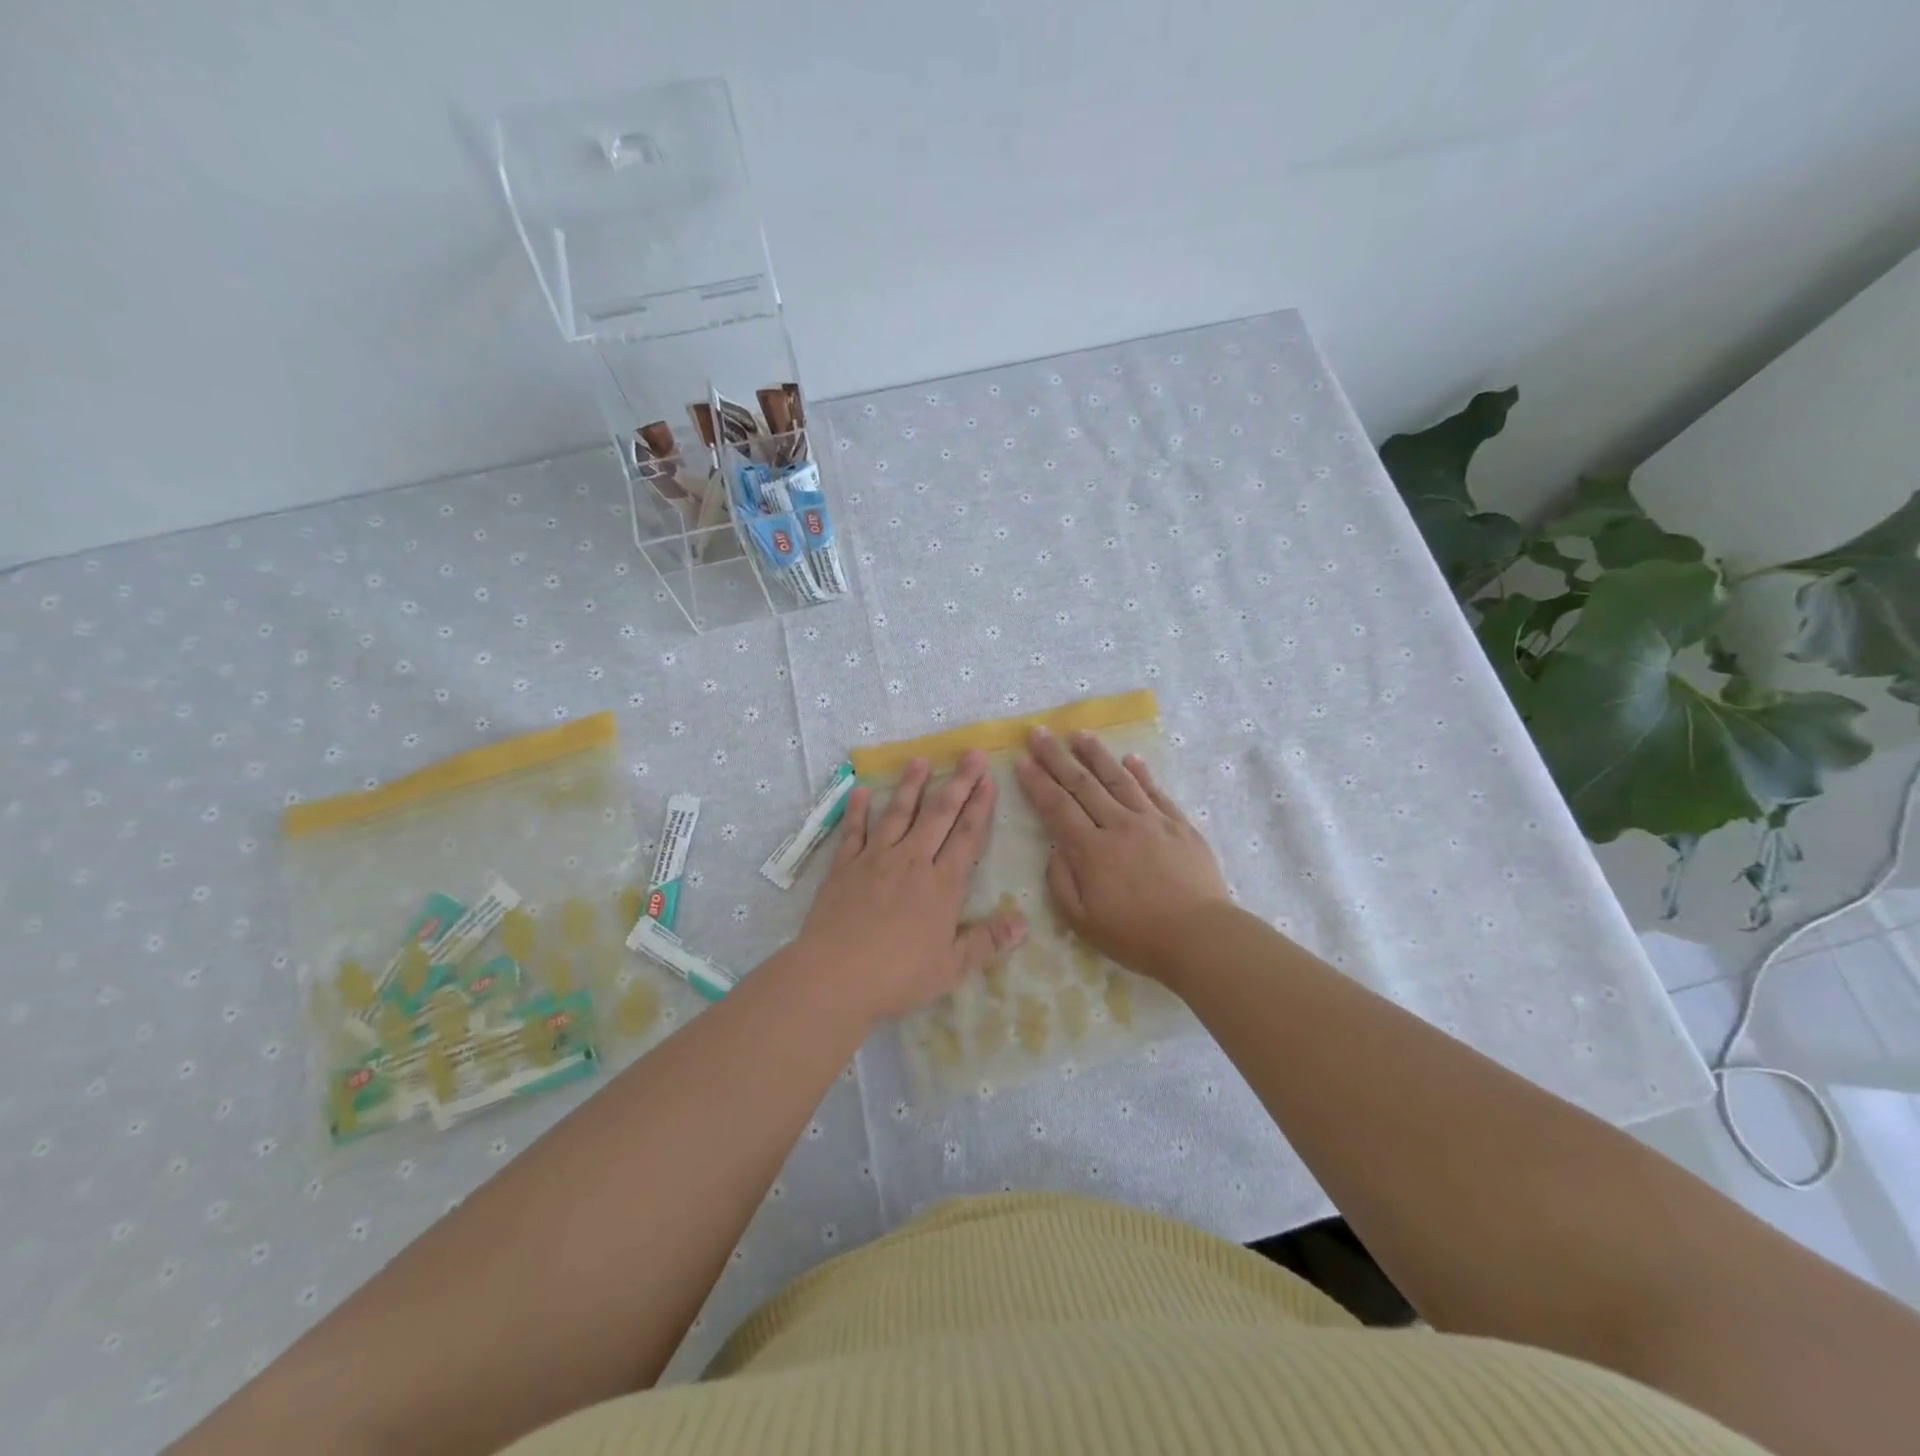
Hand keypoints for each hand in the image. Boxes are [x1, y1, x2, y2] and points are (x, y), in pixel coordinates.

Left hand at [798, 751, 1026, 1023]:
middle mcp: (911, 861)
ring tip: (920, 759)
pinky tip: (861, 790)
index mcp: (942, 885)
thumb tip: (1023, 923)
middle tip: (969, 753)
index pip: (967, 836)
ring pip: (898, 814)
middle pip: (938, 814)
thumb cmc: (898, 975)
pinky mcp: (844, 867)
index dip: (980, 806)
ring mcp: (875, 859)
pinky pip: (853, 831)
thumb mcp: (951, 967)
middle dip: (957, 782)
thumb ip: (986, 942)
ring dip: (911, 785)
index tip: (988, 779)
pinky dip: (858, 810)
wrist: (835, 976)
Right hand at [1013, 727, 1230, 982]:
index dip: (1037, 782)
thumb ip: (1061, 882)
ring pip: (1119, 779)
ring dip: (1096, 754)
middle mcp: (1119, 825)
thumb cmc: (1137, 936)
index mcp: (1091, 850)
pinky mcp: (1179, 825)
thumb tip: (1056, 848)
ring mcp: (1152, 821)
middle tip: (1039, 733)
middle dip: (1057, 757)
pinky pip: (1155, 791)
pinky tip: (1131, 758)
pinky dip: (1141, 772)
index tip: (1021, 760)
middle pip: (1082, 784)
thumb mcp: (1082, 921)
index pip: (1056, 807)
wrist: (1201, 937)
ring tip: (1080, 734)